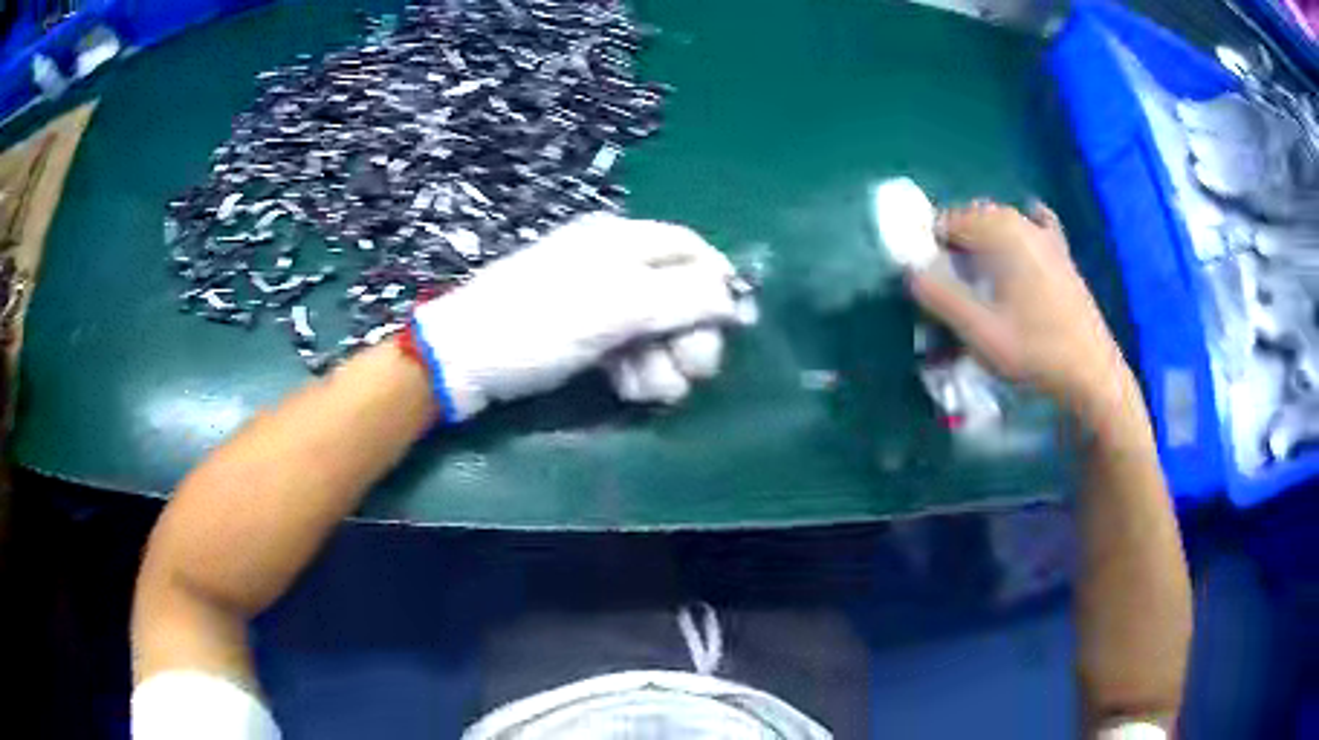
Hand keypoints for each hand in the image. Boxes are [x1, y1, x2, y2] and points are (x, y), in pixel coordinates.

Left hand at [411, 213, 754, 420]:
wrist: (461, 360)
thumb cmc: (538, 324)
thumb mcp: (616, 307)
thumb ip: (681, 300)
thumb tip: (734, 299)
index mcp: (620, 240)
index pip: (690, 248)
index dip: (717, 283)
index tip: (734, 326)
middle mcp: (611, 262)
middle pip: (677, 292)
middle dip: (691, 334)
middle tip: (695, 373)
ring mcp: (594, 299)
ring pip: (654, 326)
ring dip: (664, 360)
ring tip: (652, 390)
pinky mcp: (579, 333)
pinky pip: (625, 346)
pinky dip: (635, 368)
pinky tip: (629, 389)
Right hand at [907, 201, 1129, 419]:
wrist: (1091, 374)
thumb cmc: (1035, 352)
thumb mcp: (979, 332)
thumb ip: (941, 298)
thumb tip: (909, 272)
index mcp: (1003, 233)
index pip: (950, 220)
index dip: (931, 244)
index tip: (926, 277)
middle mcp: (1025, 224)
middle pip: (976, 218)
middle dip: (956, 242)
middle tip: (947, 281)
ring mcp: (1048, 238)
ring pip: (1004, 223)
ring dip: (983, 241)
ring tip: (977, 277)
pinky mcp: (1063, 257)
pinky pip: (1038, 228)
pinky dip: (1021, 232)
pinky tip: (1020, 246)